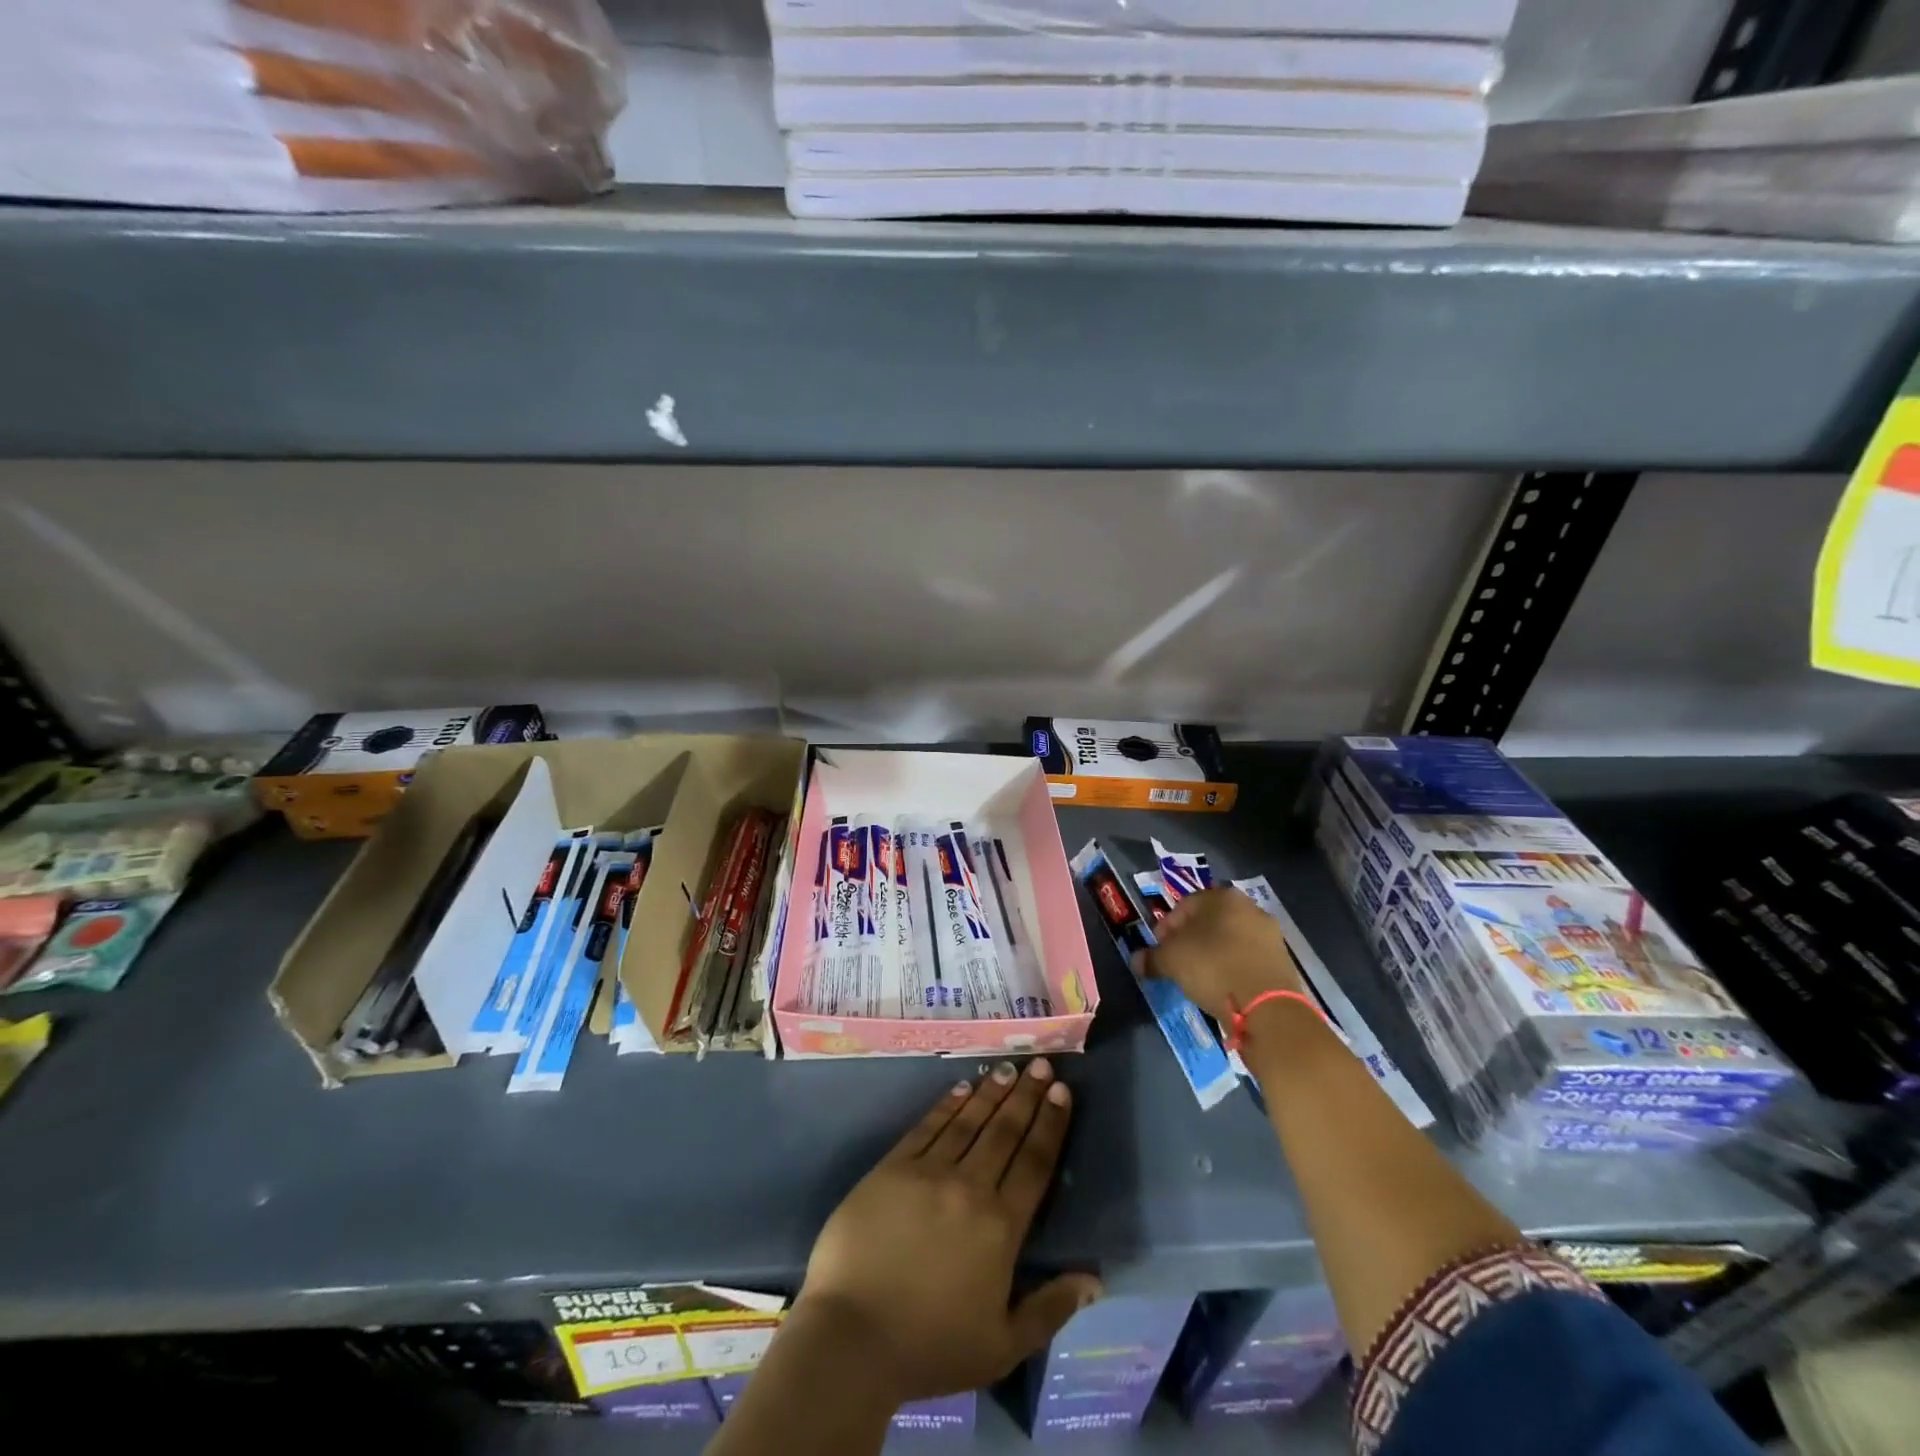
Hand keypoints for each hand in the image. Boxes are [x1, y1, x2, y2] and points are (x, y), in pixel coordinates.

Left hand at [793, 1058, 1101, 1403]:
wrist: (852, 1338)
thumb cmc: (930, 1348)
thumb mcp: (1002, 1347)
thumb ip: (1050, 1309)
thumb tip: (1093, 1279)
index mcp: (1000, 1227)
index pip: (1034, 1163)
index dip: (1050, 1124)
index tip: (1062, 1091)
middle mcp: (969, 1187)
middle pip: (1005, 1131)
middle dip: (1027, 1095)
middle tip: (1041, 1063)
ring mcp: (928, 1172)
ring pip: (968, 1121)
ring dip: (991, 1092)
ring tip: (1008, 1067)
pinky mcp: (892, 1167)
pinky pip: (927, 1127)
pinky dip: (947, 1104)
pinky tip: (962, 1087)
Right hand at [1135, 886, 1304, 1022]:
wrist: (1268, 1006)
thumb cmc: (1213, 968)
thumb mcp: (1171, 961)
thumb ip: (1152, 958)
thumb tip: (1136, 961)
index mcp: (1222, 897)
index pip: (1185, 905)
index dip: (1167, 926)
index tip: (1158, 947)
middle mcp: (1250, 907)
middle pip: (1210, 921)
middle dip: (1191, 939)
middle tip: (1177, 960)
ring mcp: (1270, 934)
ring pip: (1231, 939)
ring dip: (1213, 953)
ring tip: (1199, 977)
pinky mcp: (1283, 961)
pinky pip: (1247, 959)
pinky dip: (1232, 968)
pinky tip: (1222, 986)